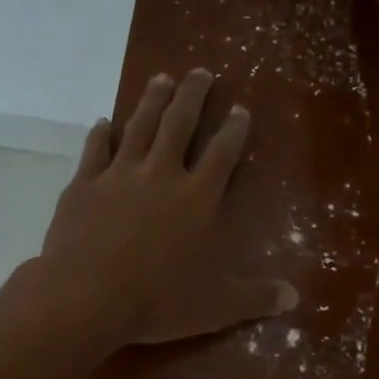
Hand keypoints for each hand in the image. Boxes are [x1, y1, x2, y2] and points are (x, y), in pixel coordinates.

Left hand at [33, 69, 296, 347]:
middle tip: (200, 71)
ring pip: (139, 126)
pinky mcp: (84, 185)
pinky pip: (95, 151)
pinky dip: (100, 134)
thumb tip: (295, 297)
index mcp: (197, 198)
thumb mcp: (215, 306)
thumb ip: (256, 297)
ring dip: (151, 101)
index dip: (234, 130)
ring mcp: (119, 175)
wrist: (85, 297)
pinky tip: (104, 122)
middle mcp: (161, 175)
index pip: (222, 153)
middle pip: (180, 124)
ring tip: (161, 78)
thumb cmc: (156, 301)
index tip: (240, 109)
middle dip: (192, 95)